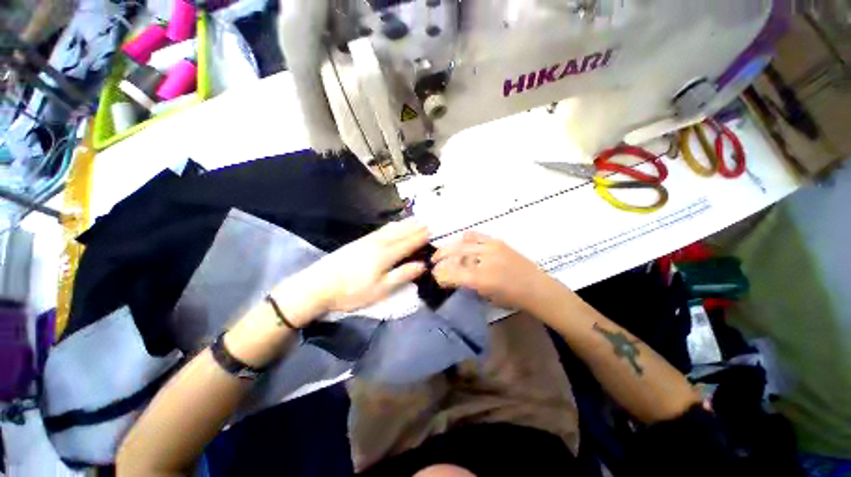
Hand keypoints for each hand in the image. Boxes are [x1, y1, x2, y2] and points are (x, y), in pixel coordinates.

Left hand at [295, 218, 430, 314]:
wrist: (318, 286)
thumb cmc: (352, 292)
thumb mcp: (381, 289)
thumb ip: (402, 275)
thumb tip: (422, 265)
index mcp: (386, 254)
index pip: (409, 242)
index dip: (422, 236)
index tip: (433, 230)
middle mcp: (379, 242)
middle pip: (401, 232)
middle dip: (415, 226)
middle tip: (428, 221)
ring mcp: (368, 240)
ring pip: (391, 228)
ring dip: (405, 223)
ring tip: (415, 220)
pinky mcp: (359, 241)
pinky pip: (381, 229)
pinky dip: (392, 225)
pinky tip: (393, 225)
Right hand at [432, 231, 557, 310]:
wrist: (536, 287)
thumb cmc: (511, 298)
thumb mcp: (485, 295)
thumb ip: (467, 283)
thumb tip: (451, 275)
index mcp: (481, 279)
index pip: (452, 273)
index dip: (440, 274)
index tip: (435, 276)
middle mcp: (484, 260)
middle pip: (454, 253)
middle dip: (440, 258)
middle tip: (433, 262)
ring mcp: (491, 247)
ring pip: (462, 243)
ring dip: (449, 247)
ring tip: (443, 252)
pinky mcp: (497, 241)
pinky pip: (475, 235)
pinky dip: (464, 239)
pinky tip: (460, 244)